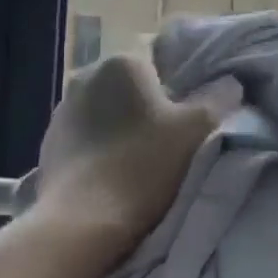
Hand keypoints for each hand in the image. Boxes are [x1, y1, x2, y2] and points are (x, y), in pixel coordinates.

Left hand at [34, 52, 238, 257]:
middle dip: (150, 102)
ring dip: (124, 124)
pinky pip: (86, 135)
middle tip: (172, 134)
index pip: (161, 56)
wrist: (83, 222)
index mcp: (123, 62)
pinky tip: (114, 171)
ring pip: (107, 109)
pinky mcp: (48, 144)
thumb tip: (229, 83)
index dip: (182, 79)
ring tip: (142, 156)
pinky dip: (102, 146)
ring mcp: (62, 111)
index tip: (193, 109)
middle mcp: (86, 76)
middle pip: (132, 83)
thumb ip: (220, 96)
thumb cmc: (144, 164)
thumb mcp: (199, 128)